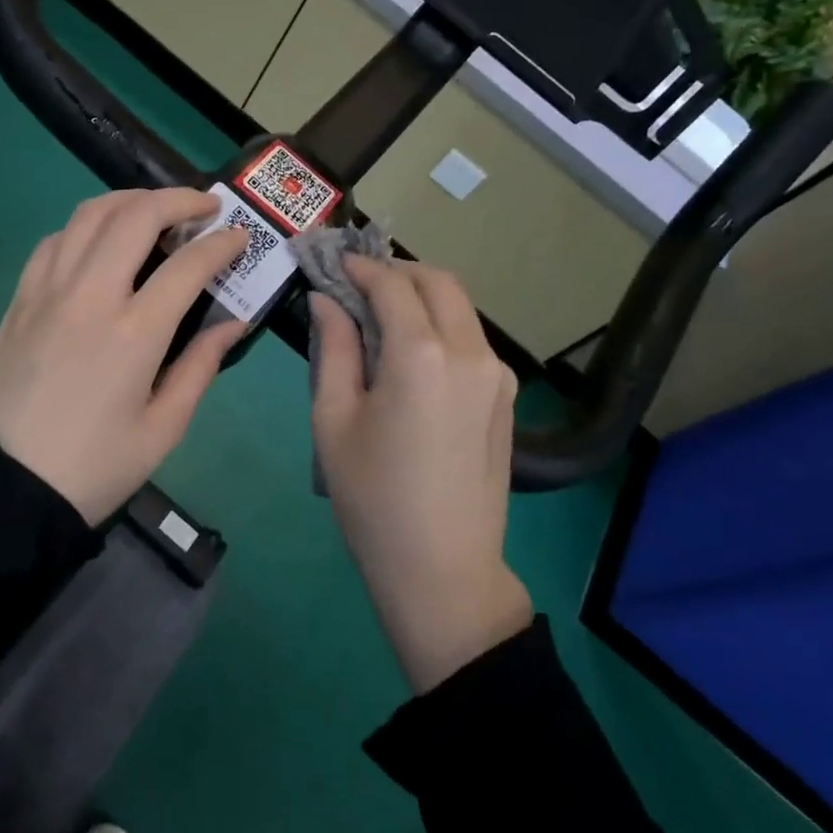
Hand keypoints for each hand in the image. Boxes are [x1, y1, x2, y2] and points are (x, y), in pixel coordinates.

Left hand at [0, 188, 248, 523]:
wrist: (5, 486)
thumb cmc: (94, 466)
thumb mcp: (163, 428)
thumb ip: (201, 366)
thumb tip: (232, 322)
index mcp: (134, 333)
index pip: (188, 264)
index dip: (222, 243)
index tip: (240, 237)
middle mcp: (90, 296)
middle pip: (136, 216)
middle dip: (179, 199)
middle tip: (205, 205)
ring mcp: (48, 291)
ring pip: (90, 215)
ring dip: (130, 200)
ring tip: (156, 210)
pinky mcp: (20, 298)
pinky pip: (54, 240)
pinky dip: (86, 225)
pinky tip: (101, 240)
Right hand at [310, 258, 532, 693]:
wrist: (442, 570)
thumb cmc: (372, 498)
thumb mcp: (333, 420)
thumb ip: (334, 348)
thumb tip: (326, 300)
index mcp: (422, 355)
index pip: (391, 285)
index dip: (360, 267)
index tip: (334, 262)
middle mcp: (470, 352)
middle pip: (439, 282)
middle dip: (397, 271)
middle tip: (358, 283)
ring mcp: (498, 375)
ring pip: (460, 308)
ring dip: (421, 297)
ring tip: (380, 316)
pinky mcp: (506, 398)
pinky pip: (471, 340)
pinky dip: (440, 326)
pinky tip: (411, 353)